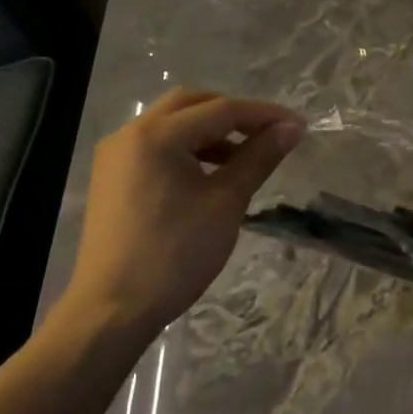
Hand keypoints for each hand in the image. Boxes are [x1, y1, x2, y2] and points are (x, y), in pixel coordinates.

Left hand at [53, 89, 304, 335]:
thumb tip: (292, 128)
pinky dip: (189, 149)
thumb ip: (259, 158)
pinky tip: (212, 174)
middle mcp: (130, 134)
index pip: (220, 110)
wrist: (113, 309)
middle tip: (269, 133)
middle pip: (191, 105)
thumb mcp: (226, 203)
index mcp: (156, 135)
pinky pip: (157, 147)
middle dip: (234, 114)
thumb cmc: (175, 254)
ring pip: (172, 125)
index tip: (299, 126)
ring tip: (246, 156)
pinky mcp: (113, 178)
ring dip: (211, 132)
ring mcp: (116, 156)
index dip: (264, 115)